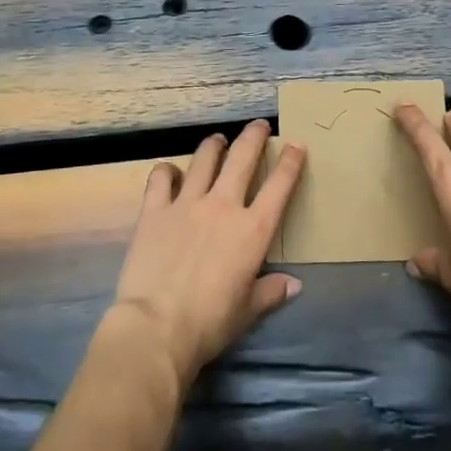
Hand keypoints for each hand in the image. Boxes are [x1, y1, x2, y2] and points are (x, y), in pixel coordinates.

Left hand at [110, 120, 305, 388]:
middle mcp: (222, 206)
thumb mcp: (247, 311)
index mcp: (252, 230)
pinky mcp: (155, 209)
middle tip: (259, 125)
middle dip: (253, 136)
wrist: (157, 326)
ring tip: (218, 140)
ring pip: (204, 159)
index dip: (291, 161)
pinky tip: (170, 172)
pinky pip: (161, 177)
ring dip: (214, 145)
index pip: (279, 186)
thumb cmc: (210, 323)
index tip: (296, 144)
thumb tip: (294, 284)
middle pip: (242, 158)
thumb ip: (270, 291)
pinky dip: (168, 170)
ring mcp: (186, 203)